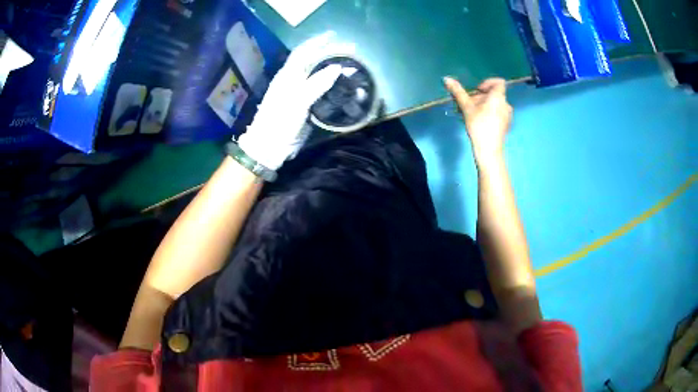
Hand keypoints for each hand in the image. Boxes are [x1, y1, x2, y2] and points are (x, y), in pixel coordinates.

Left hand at [238, 32, 345, 170]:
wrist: (271, 147)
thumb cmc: (279, 122)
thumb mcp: (297, 102)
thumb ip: (316, 84)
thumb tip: (336, 68)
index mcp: (287, 76)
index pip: (303, 53)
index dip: (317, 42)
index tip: (333, 35)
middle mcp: (292, 81)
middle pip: (311, 61)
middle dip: (327, 52)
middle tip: (347, 49)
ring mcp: (298, 93)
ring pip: (315, 74)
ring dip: (330, 66)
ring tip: (347, 62)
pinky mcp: (304, 105)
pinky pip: (319, 88)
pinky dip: (330, 82)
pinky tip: (340, 82)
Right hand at [443, 77, 511, 160]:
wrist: (489, 150)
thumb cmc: (479, 125)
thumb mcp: (466, 107)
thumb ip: (458, 92)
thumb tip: (446, 78)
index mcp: (499, 97)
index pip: (498, 82)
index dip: (487, 83)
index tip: (477, 91)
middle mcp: (506, 104)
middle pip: (494, 94)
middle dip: (480, 97)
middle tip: (469, 105)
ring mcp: (507, 115)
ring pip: (495, 104)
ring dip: (483, 105)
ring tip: (472, 114)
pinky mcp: (506, 125)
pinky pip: (497, 113)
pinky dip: (489, 113)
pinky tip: (479, 122)